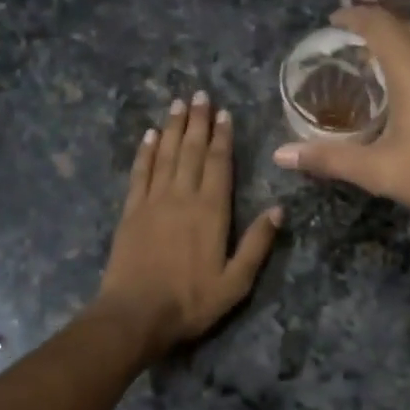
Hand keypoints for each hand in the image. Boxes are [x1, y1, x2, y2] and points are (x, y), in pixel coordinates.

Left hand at [94, 91, 281, 359]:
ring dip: (173, 128)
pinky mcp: (131, 212)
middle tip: (199, 95)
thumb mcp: (236, 282)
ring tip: (177, 104)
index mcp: (211, 211)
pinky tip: (150, 136)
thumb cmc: (190, 301)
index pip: (218, 164)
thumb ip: (257, 244)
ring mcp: (153, 202)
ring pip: (165, 155)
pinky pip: (139, 173)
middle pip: (191, 151)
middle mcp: (182, 197)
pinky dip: (145, 152)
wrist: (135, 315)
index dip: (222, 137)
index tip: (224, 113)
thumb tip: (278, 209)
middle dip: (197, 121)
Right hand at [272, 7, 409, 228]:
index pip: (380, 24)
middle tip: (346, 44)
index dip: (354, 16)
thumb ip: (329, 158)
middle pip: (404, 27)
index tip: (332, 22)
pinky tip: (408, 87)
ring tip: (372, 61)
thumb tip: (281, 154)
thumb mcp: (378, 170)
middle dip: (374, 27)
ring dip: (398, 41)